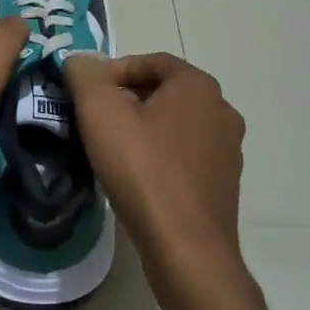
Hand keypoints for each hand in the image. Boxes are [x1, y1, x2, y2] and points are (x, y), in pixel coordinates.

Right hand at [65, 52, 245, 265]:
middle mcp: (222, 110)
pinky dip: (161, 156)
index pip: (151, 61)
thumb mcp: (100, 112)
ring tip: (112, 149)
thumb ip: (85, 75)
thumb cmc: (142, 169)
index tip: (87, 94)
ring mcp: (228, 149)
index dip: (114, 71)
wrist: (186, 247)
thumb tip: (81, 62)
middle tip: (95, 120)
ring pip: (176, 124)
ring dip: (144, 128)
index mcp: (198, 85)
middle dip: (127, 99)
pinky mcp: (225, 182)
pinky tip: (138, 177)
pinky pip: (186, 155)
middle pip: (164, 91)